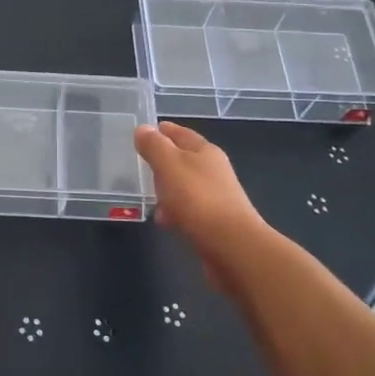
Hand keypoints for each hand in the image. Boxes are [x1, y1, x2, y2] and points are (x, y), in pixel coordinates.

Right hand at [134, 122, 266, 284]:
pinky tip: (164, 220)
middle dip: (164, 160)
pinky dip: (175, 211)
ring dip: (168, 188)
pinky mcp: (215, 222)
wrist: (233, 247)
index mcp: (206, 152)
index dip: (163, 131)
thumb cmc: (198, 199)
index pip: (182, 134)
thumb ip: (154, 146)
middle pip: (184, 159)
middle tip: (141, 162)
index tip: (145, 130)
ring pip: (185, 186)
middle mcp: (214, 171)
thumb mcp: (169, 166)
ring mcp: (216, 197)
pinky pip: (188, 209)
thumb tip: (143, 129)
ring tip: (148, 194)